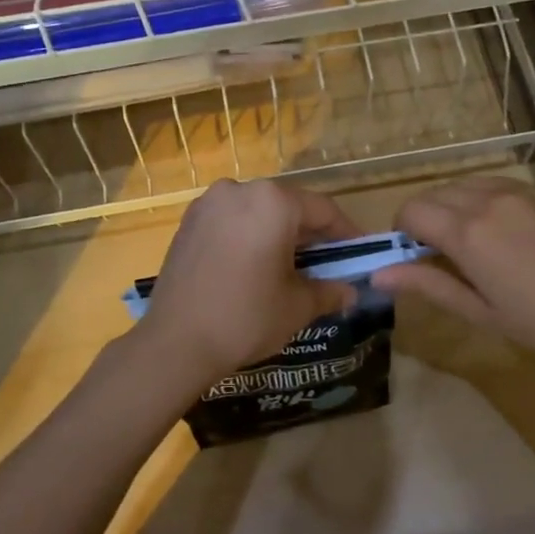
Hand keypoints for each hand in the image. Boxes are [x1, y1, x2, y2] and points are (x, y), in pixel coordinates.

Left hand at [132, 179, 361, 385]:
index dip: (346, 233)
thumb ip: (329, 291)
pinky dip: (249, 236)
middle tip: (327, 263)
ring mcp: (208, 203)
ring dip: (278, 234)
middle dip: (310, 234)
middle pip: (289, 206)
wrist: (175, 343)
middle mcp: (240, 190)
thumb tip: (350, 292)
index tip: (359, 253)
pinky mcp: (188, 222)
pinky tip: (254, 266)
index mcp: (273, 202)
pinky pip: (231, 221)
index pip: (323, 210)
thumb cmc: (246, 317)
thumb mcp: (297, 306)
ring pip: (258, 212)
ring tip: (290, 267)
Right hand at [374, 176, 534, 371]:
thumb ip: (428, 285)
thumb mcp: (482, 312)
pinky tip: (505, 233)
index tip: (413, 259)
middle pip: (433, 194)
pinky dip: (481, 200)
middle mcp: (486, 199)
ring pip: (463, 185)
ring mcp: (518, 190)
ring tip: (474, 245)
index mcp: (467, 232)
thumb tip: (378, 274)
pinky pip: (494, 184)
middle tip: (441, 257)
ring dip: (452, 207)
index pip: (410, 211)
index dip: (401, 233)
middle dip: (424, 219)